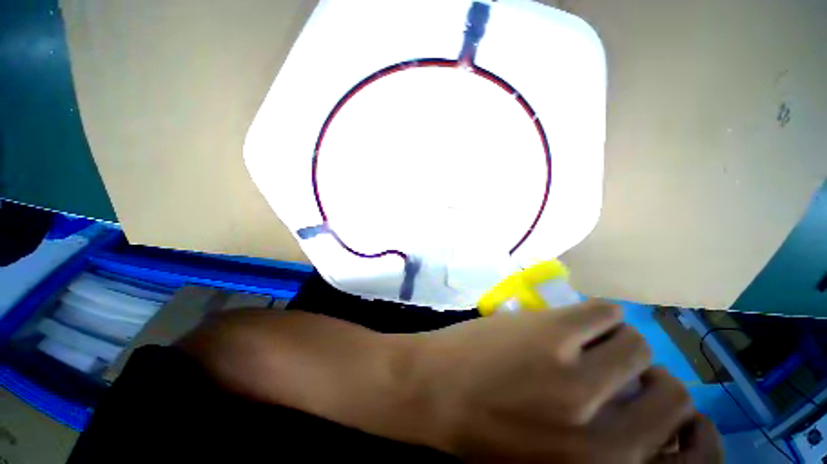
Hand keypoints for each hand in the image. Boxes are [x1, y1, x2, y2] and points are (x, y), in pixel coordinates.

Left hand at [409, 300, 721, 462]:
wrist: (429, 392)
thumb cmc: (484, 431)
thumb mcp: (554, 460)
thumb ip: (602, 444)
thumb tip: (639, 405)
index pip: (681, 437)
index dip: (665, 406)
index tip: (644, 393)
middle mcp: (607, 439)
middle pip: (669, 388)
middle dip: (643, 372)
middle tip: (610, 363)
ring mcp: (578, 379)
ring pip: (635, 343)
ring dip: (615, 339)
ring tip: (582, 340)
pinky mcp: (551, 334)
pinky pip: (602, 312)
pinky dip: (595, 314)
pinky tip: (570, 320)